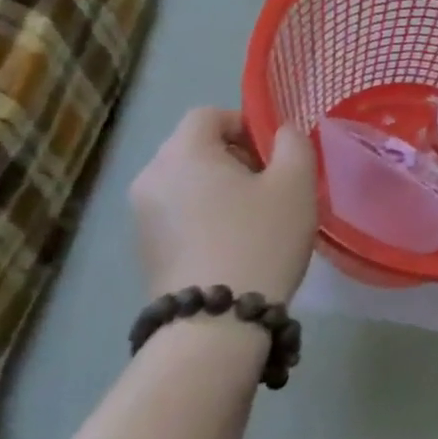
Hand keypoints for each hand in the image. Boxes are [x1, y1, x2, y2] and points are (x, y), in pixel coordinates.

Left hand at [130, 108, 317, 301]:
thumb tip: (281, 135)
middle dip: (234, 156)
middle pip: (195, 147)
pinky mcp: (144, 250)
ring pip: (187, 181)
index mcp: (183, 154)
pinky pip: (178, 211)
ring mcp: (141, 217)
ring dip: (220, 186)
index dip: (245, 123)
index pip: (209, 115)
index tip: (273, 153)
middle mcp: (150, 178)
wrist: (215, 323)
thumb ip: (293, 142)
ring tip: (255, 215)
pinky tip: (234, 241)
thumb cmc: (260, 238)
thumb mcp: (296, 181)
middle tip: (271, 183)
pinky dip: (204, 214)